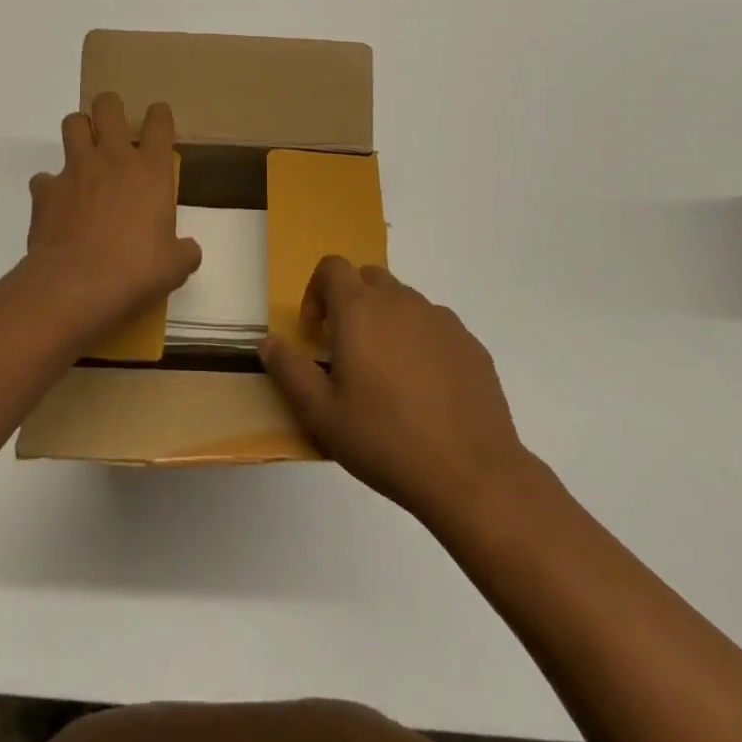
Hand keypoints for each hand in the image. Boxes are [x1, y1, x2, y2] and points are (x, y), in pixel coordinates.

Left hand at [25, 92, 201, 342]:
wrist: (76, 286)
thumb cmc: (136, 271)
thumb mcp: (174, 267)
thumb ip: (183, 252)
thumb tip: (188, 251)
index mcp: (150, 170)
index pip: (159, 122)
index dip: (159, 115)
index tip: (158, 120)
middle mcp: (112, 158)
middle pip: (108, 106)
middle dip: (111, 107)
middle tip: (113, 124)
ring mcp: (75, 170)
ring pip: (72, 123)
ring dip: (79, 132)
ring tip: (84, 152)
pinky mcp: (45, 191)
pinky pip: (43, 177)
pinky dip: (50, 186)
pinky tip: (57, 205)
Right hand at [260, 257, 537, 530]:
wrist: (472, 475)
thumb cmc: (386, 441)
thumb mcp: (321, 415)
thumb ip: (289, 370)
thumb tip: (268, 342)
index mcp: (360, 310)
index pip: (332, 267)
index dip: (316, 290)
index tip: (315, 331)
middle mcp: (401, 301)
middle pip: (368, 278)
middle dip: (352, 303)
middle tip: (347, 350)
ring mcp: (441, 320)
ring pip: (404, 302)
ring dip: (387, 321)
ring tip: (387, 374)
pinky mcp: (470, 343)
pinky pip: (435, 327)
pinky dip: (421, 342)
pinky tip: (425, 390)